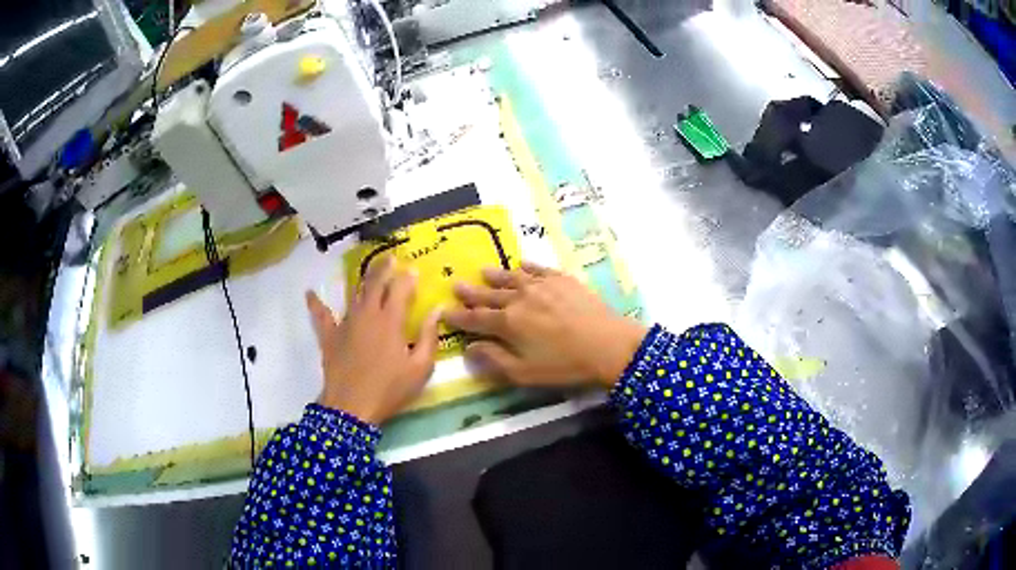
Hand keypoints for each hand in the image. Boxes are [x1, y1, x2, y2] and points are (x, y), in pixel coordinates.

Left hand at [306, 257, 439, 423]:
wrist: (352, 407)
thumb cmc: (390, 389)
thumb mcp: (420, 368)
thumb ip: (428, 336)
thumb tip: (436, 311)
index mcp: (390, 320)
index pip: (400, 289)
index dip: (408, 277)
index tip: (414, 270)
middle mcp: (367, 314)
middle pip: (375, 283)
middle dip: (384, 268)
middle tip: (391, 258)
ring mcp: (345, 323)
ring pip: (354, 294)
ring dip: (362, 279)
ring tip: (368, 269)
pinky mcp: (329, 336)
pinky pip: (320, 316)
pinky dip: (316, 304)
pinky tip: (309, 293)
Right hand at [444, 262, 647, 387]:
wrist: (608, 345)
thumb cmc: (565, 365)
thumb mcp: (525, 373)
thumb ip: (494, 360)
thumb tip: (469, 349)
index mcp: (508, 324)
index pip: (475, 319)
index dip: (459, 317)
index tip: (444, 311)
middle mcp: (519, 299)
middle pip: (489, 295)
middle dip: (471, 292)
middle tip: (456, 285)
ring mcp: (541, 285)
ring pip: (511, 278)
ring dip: (495, 275)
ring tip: (482, 271)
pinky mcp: (561, 279)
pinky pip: (538, 269)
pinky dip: (527, 266)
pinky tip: (521, 263)